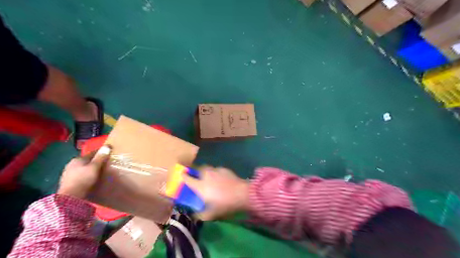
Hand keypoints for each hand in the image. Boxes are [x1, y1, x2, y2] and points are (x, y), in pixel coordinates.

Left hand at [57, 145, 111, 196]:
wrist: (70, 197)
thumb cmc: (84, 179)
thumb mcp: (95, 167)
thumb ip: (101, 157)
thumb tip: (107, 146)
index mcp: (78, 159)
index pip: (92, 153)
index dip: (101, 152)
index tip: (109, 153)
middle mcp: (71, 164)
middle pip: (87, 160)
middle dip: (95, 161)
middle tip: (104, 163)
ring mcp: (68, 173)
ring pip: (82, 167)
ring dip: (89, 168)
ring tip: (98, 171)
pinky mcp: (67, 181)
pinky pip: (79, 174)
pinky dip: (85, 174)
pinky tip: (89, 178)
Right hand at [183, 168, 249, 219]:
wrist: (242, 194)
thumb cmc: (225, 204)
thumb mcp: (211, 214)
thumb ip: (200, 215)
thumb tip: (194, 215)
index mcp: (200, 186)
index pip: (188, 179)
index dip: (183, 176)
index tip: (181, 174)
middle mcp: (206, 176)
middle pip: (198, 169)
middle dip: (196, 171)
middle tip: (197, 177)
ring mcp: (216, 171)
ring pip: (208, 168)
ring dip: (206, 171)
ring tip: (209, 177)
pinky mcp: (225, 170)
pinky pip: (217, 170)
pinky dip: (216, 173)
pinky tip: (220, 179)